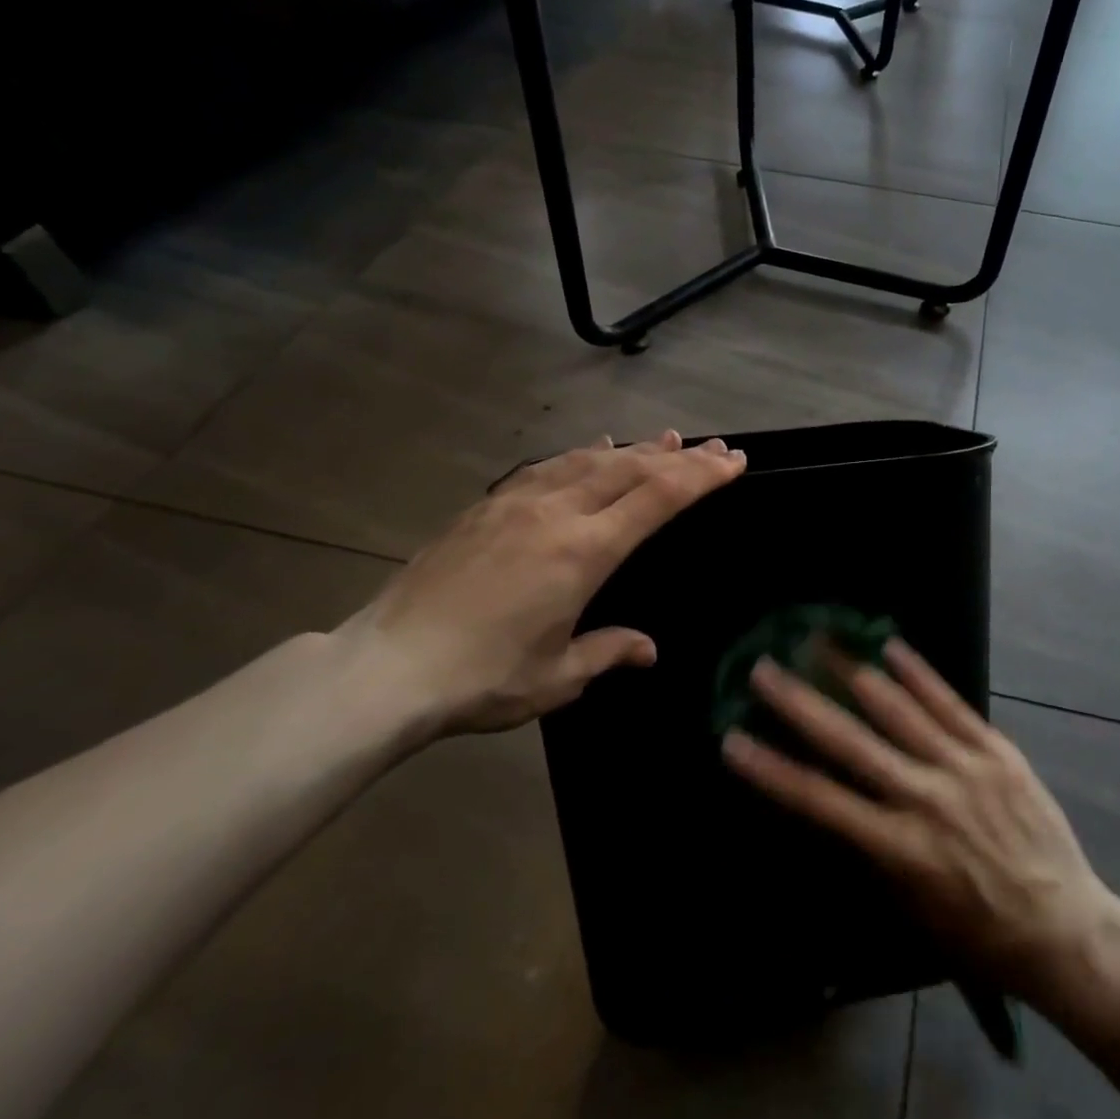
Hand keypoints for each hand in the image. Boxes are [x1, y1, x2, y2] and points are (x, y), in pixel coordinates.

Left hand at [337, 431, 745, 734]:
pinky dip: (582, 455)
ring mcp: (517, 503)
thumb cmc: (482, 678)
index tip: (732, 461)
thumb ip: (607, 652)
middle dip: (679, 457)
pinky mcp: (486, 506)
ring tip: (665, 439)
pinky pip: (547, 467)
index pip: (658, 499)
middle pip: (631, 469)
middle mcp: (556, 513)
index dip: (701, 477)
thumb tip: (648, 650)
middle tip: (713, 447)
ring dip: (634, 449)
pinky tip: (593, 449)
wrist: (387, 666)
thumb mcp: (557, 678)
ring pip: (590, 460)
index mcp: (583, 552)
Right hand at [722, 641, 1115, 1002]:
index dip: (772, 769)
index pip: (820, 800)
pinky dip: (918, 673)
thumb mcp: (910, 907)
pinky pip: (950, 703)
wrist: (1065, 928)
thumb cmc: (979, 932)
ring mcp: (964, 768)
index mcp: (899, 848)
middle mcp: (925, 798)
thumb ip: (870, 849)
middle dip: (800, 703)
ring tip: (818, 639)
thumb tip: (834, 798)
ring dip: (852, 672)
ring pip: (898, 710)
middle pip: (850, 742)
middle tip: (764, 668)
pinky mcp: (997, 750)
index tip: (733, 739)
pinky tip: (890, 645)